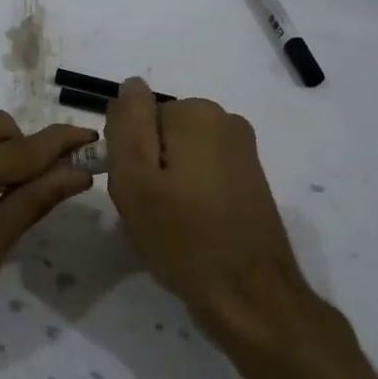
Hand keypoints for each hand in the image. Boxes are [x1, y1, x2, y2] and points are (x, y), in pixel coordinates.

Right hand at [104, 79, 312, 350]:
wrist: (248, 293)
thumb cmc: (182, 237)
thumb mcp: (134, 179)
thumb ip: (127, 123)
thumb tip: (131, 85)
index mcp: (196, 113)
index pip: (137, 118)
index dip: (127, 156)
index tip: (135, 191)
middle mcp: (226, 120)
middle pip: (160, 133)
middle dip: (148, 167)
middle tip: (150, 211)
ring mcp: (243, 150)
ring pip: (179, 155)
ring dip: (168, 183)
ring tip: (171, 223)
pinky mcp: (250, 177)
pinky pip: (202, 172)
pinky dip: (190, 194)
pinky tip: (193, 227)